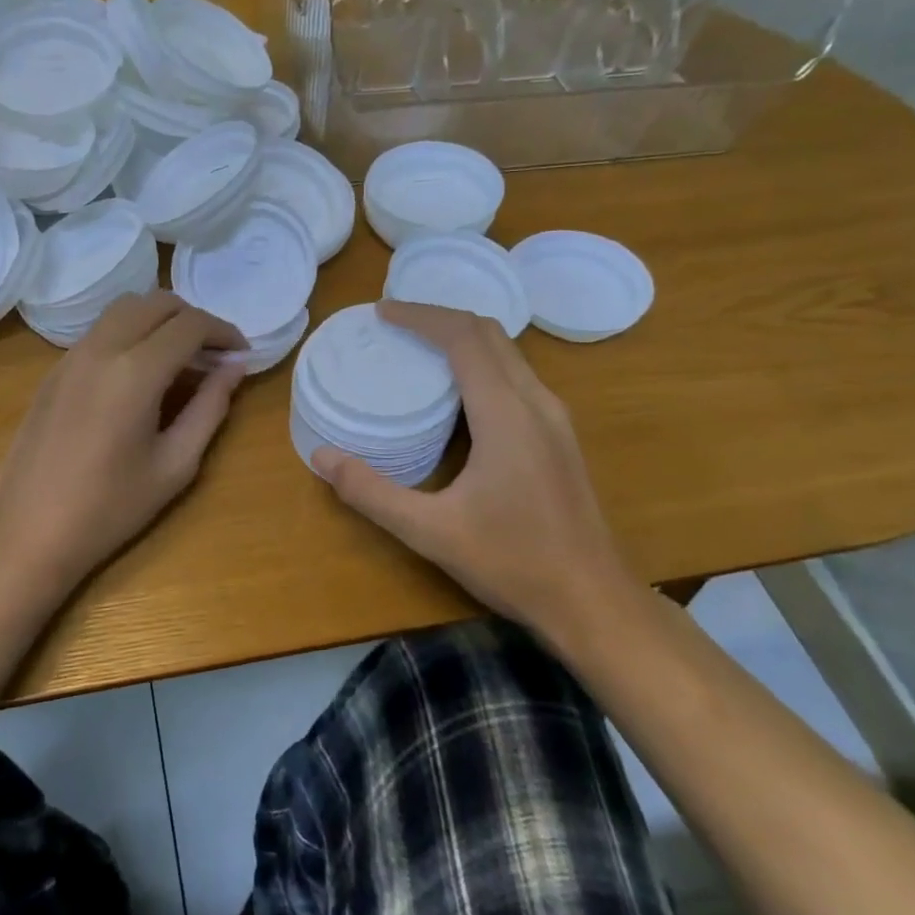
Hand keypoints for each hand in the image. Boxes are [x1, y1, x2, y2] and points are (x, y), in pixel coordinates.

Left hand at [0, 291, 245, 594]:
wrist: (28, 531)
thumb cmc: (110, 508)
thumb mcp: (175, 464)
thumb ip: (210, 408)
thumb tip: (235, 367)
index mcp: (135, 372)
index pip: (190, 324)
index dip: (224, 332)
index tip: (241, 354)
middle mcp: (101, 349)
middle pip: (156, 302)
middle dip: (193, 317)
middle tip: (213, 353)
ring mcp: (71, 356)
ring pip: (124, 309)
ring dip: (159, 320)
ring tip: (180, 358)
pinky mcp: (53, 371)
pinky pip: (100, 331)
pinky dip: (130, 333)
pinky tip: (139, 374)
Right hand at [312, 300, 635, 634]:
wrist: (592, 601)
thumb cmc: (513, 562)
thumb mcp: (430, 532)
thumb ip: (371, 492)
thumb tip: (321, 457)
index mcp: (506, 413)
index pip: (463, 336)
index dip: (421, 316)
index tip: (382, 312)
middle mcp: (536, 402)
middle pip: (488, 333)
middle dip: (439, 318)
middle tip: (394, 324)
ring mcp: (555, 417)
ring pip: (507, 352)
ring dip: (463, 338)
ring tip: (419, 347)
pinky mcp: (559, 435)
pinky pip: (517, 375)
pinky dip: (481, 362)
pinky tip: (456, 392)